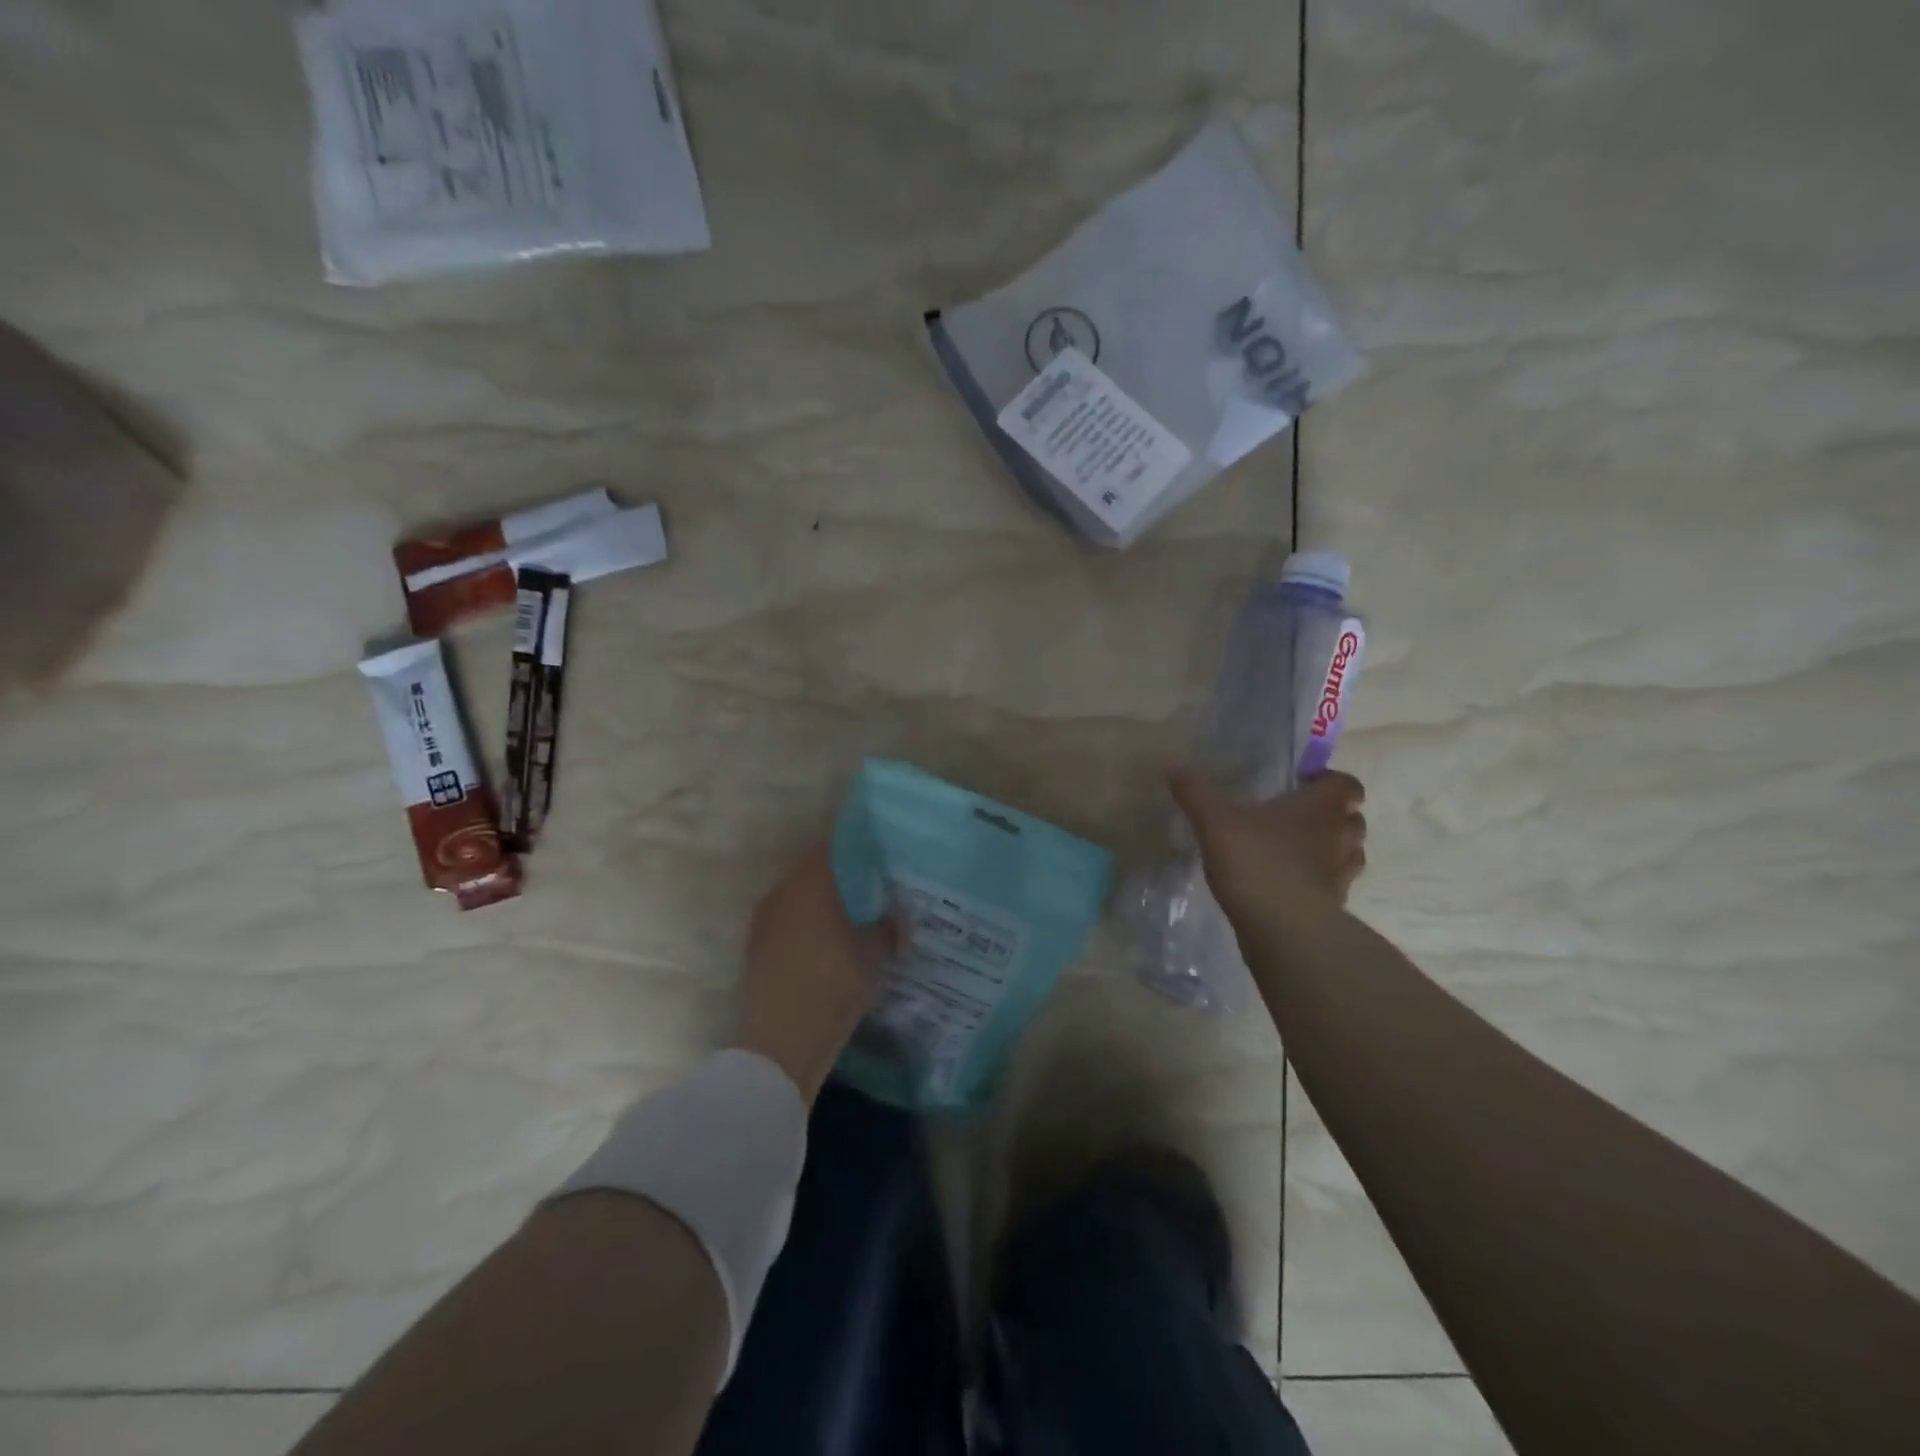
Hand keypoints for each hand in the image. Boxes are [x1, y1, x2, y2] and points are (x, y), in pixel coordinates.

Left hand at [735, 845, 895, 1103]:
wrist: (781, 1045)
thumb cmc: (833, 987)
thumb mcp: (874, 956)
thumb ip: (887, 927)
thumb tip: (896, 914)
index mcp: (810, 884)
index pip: (834, 846)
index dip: (858, 844)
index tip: (880, 849)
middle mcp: (782, 893)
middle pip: (816, 871)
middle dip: (844, 876)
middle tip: (875, 885)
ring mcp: (766, 922)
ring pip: (802, 898)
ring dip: (825, 903)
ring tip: (857, 915)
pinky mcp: (759, 949)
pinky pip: (791, 922)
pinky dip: (811, 926)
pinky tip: (833, 942)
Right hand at [1169, 769, 1367, 932]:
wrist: (1284, 929)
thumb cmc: (1256, 862)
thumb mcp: (1215, 822)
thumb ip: (1196, 793)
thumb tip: (1175, 766)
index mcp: (1320, 807)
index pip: (1346, 784)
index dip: (1328, 781)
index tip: (1302, 784)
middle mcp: (1340, 836)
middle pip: (1353, 819)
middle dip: (1332, 816)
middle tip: (1297, 817)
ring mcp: (1341, 875)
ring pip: (1349, 854)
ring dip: (1331, 850)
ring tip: (1297, 851)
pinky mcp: (1335, 907)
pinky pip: (1334, 886)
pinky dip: (1319, 882)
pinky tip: (1290, 885)